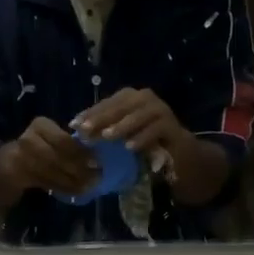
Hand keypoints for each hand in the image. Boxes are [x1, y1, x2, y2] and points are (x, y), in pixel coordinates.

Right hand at [5, 117, 97, 194]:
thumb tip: (96, 157)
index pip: (63, 140)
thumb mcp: (52, 138)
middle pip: (57, 156)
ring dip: (73, 181)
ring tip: (89, 186)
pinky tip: (76, 191)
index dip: (80, 152)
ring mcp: (20, 157)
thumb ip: (69, 144)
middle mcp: (28, 139)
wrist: (7, 164)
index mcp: (40, 125)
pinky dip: (64, 188)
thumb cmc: (39, 148)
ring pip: (53, 171)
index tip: (97, 161)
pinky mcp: (19, 175)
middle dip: (78, 168)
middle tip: (96, 177)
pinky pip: (47, 182)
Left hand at [72, 88, 187, 154]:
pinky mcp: (173, 126)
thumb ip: (104, 130)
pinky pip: (157, 129)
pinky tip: (130, 147)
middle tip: (86, 129)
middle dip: (102, 117)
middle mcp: (145, 99)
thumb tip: (78, 131)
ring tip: (106, 137)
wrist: (179, 156)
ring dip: (122, 125)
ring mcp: (161, 111)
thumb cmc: (145, 145)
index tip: (74, 125)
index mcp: (131, 99)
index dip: (90, 112)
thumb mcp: (121, 136)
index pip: (108, 103)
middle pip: (122, 105)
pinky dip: (143, 137)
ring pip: (140, 114)